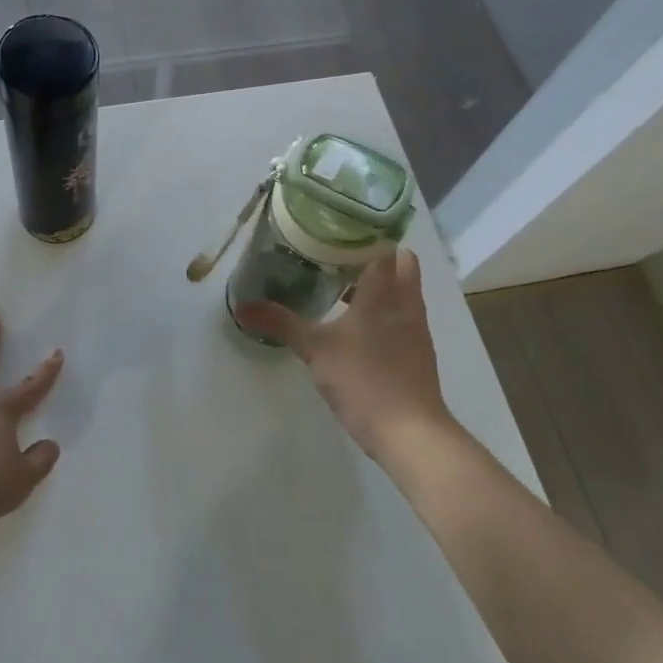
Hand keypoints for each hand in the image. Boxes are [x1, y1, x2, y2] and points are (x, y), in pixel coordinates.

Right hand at [234, 249, 453, 462]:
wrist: (411, 434)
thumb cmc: (364, 380)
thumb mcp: (315, 349)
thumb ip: (281, 323)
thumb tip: (243, 307)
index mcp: (385, 292)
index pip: (385, 247)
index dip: (367, 234)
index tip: (339, 229)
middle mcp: (407, 303)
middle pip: (401, 264)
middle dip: (375, 256)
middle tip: (339, 255)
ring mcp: (417, 328)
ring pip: (404, 291)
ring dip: (381, 284)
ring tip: (343, 285)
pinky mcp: (419, 352)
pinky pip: (404, 316)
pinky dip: (386, 310)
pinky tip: (359, 325)